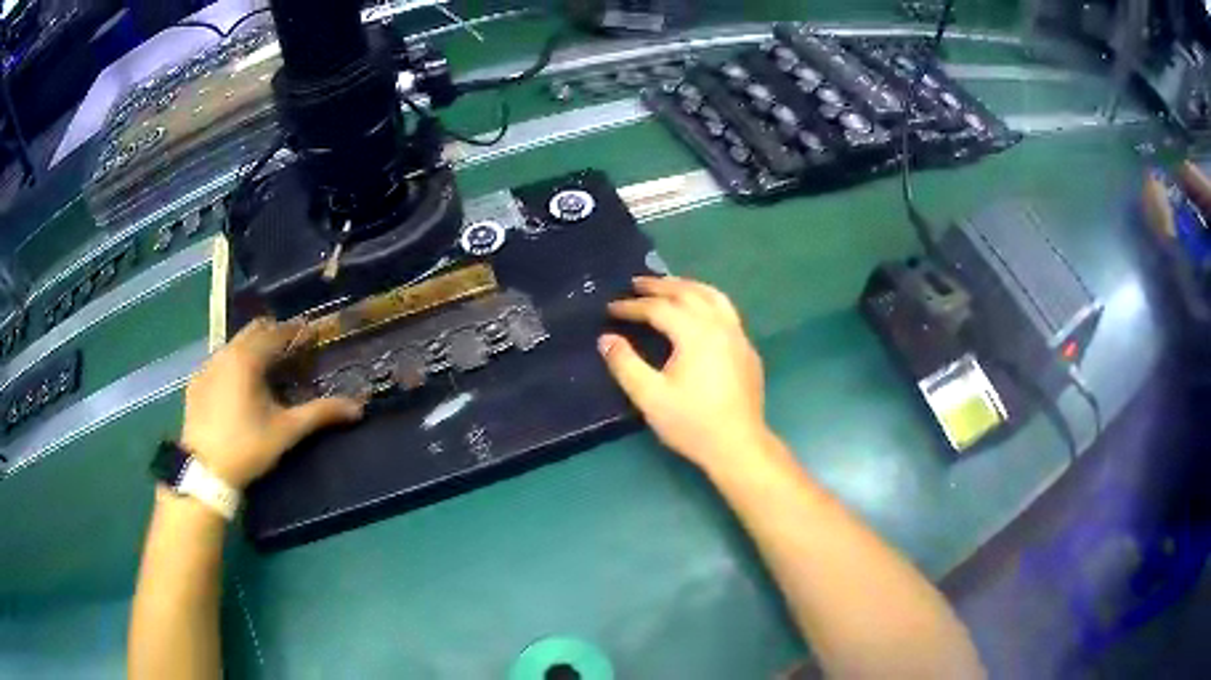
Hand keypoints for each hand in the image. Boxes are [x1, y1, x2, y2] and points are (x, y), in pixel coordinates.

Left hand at [179, 318, 364, 489]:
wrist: (204, 471)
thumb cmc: (247, 446)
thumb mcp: (286, 431)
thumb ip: (320, 413)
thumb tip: (358, 408)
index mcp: (248, 358)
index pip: (278, 332)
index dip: (297, 331)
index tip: (312, 335)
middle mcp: (225, 352)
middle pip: (254, 330)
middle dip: (274, 335)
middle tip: (291, 352)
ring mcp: (207, 365)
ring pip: (234, 344)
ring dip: (252, 349)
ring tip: (265, 370)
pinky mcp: (195, 382)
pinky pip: (218, 361)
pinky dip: (233, 365)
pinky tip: (237, 388)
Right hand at [599, 276, 769, 472]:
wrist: (738, 445)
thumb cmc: (692, 422)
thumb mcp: (650, 396)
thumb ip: (625, 364)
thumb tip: (606, 339)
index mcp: (695, 333)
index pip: (659, 309)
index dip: (632, 307)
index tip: (611, 309)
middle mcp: (719, 325)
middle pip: (687, 293)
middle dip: (659, 286)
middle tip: (636, 283)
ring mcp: (738, 335)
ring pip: (712, 296)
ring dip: (687, 286)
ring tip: (668, 286)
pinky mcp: (747, 349)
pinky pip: (726, 311)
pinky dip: (707, 300)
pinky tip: (700, 312)